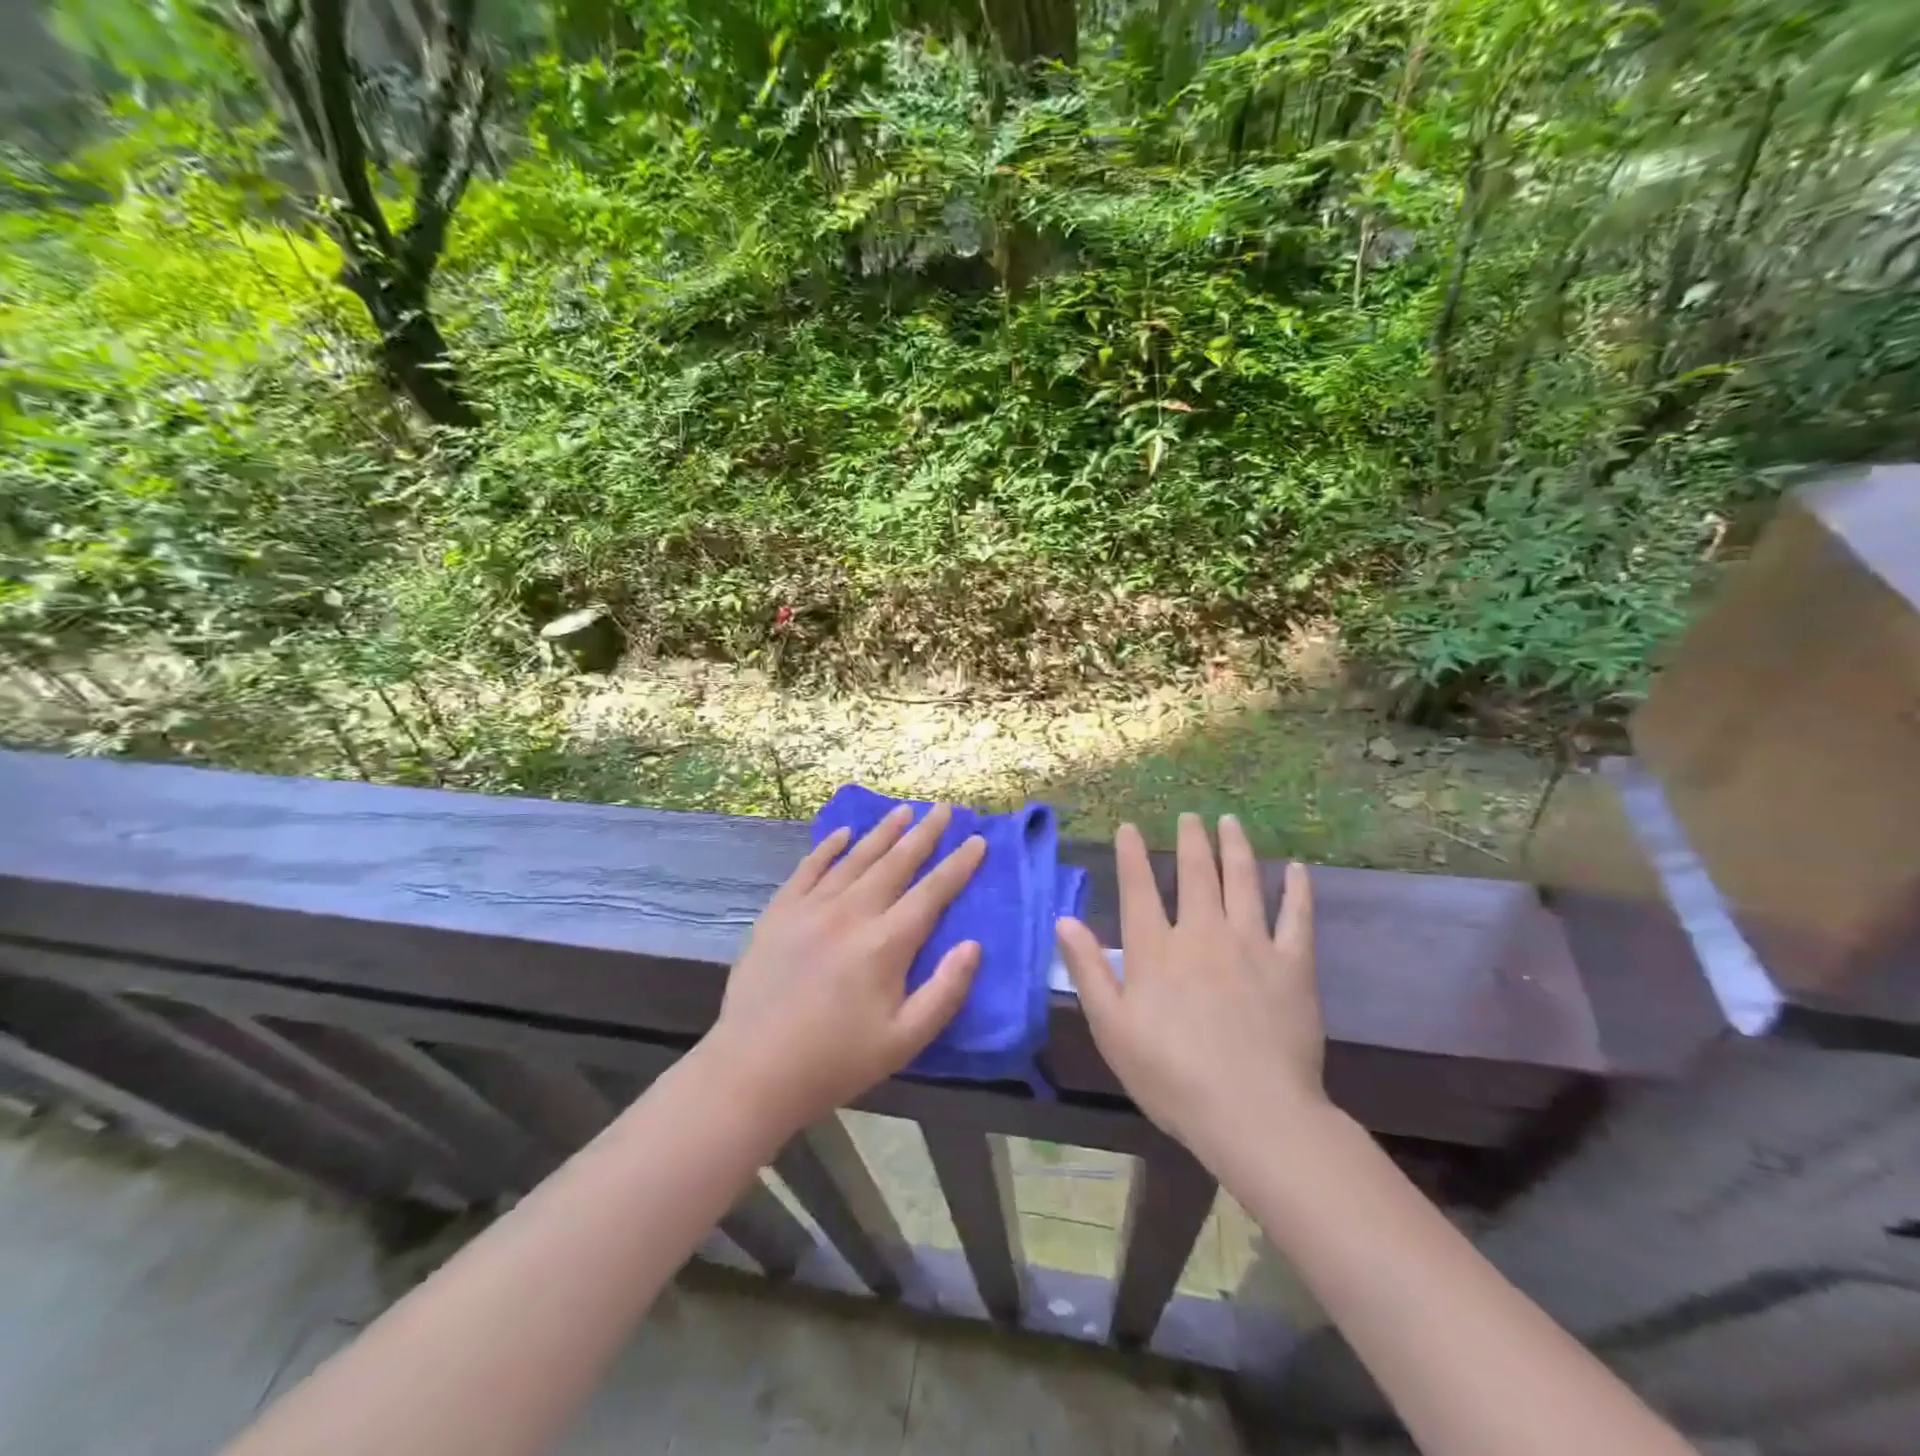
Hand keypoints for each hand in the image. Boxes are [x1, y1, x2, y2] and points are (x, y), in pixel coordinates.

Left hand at [705, 803, 985, 1129]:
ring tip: (903, 810)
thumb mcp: (904, 1040)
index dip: (958, 865)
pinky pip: (809, 868)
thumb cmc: (837, 1061)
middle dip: (924, 834)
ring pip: (855, 858)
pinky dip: (828, 847)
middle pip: (896, 863)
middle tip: (943, 809)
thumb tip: (974, 945)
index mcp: (886, 944)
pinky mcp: (779, 913)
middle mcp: (851, 913)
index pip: (932, 892)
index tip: (977, 840)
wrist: (753, 1071)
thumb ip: (945, 991)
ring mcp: (811, 908)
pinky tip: (842, 833)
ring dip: (882, 832)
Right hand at [1055, 814, 1321, 1172]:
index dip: (1132, 855)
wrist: (1253, 1113)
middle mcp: (1201, 934)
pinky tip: (1297, 869)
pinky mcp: (1292, 966)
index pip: (1139, 889)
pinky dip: (1297, 890)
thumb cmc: (1171, 1076)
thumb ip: (1088, 970)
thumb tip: (1063, 919)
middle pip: (1195, 874)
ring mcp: (1251, 945)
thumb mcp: (1112, 1028)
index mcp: (1155, 950)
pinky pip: (1296, 917)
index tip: (1130, 827)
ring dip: (1235, 848)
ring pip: (1242, 882)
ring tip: (1230, 822)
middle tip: (1190, 816)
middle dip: (1190, 840)